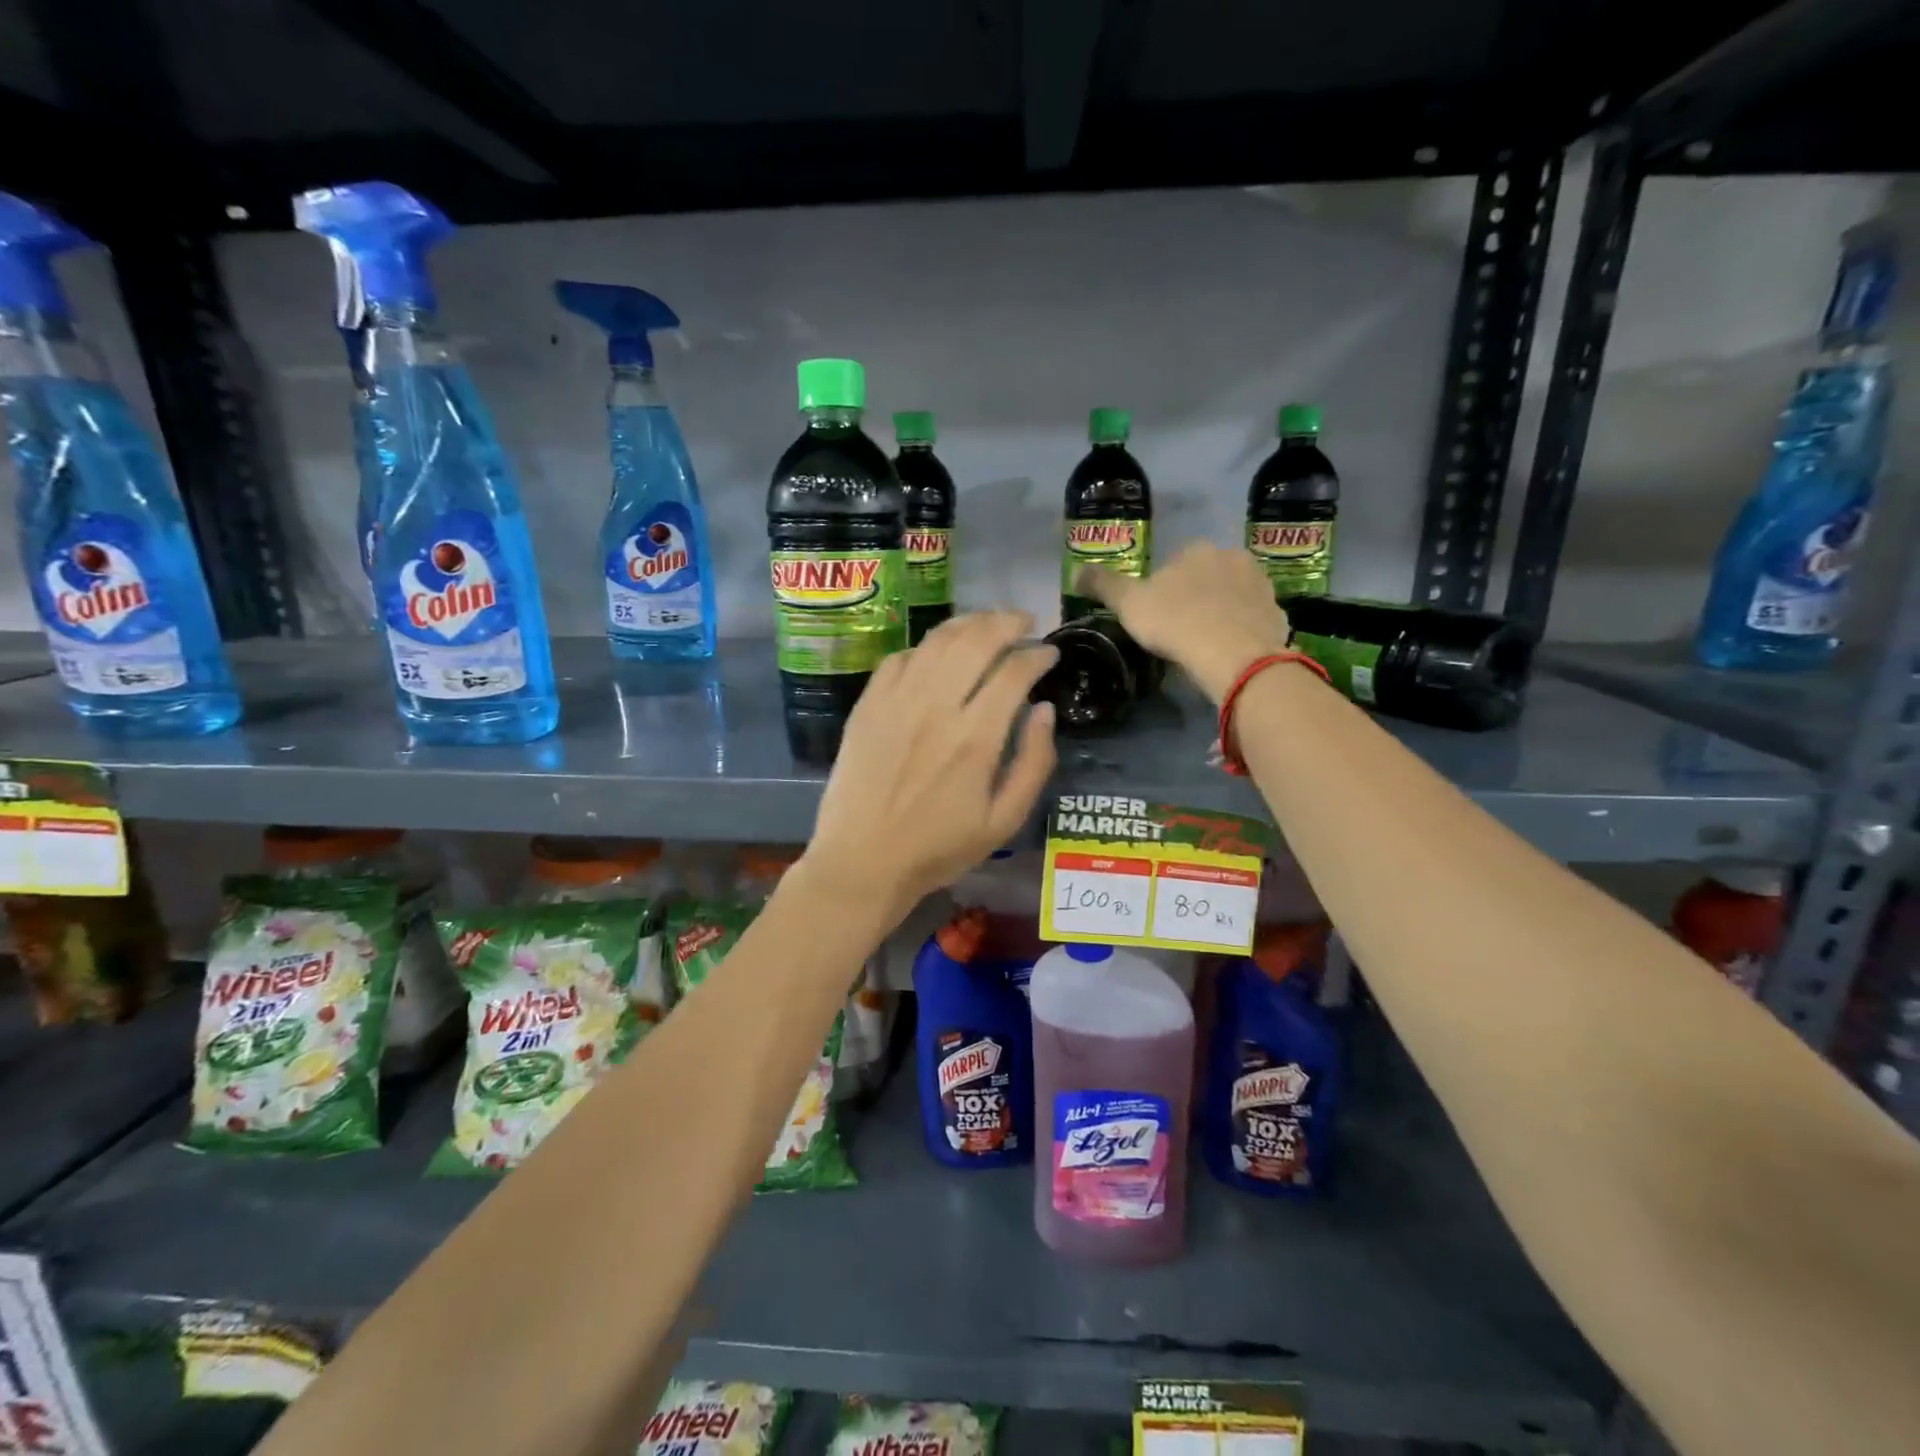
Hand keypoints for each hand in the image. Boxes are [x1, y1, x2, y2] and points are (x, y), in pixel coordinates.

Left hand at [800, 612, 1057, 922]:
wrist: (862, 861)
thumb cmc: (939, 849)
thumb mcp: (1003, 822)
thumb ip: (1034, 763)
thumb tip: (1044, 710)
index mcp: (975, 738)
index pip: (1014, 672)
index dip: (1038, 655)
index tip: (1050, 653)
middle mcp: (936, 707)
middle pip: (976, 640)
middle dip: (1007, 622)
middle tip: (1024, 622)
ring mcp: (896, 701)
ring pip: (937, 641)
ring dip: (969, 623)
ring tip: (988, 624)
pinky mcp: (868, 705)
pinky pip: (900, 657)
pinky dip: (926, 647)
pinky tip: (938, 652)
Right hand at [1076, 543, 1291, 701]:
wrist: (1233, 653)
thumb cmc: (1175, 622)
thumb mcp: (1128, 604)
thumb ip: (1103, 585)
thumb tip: (1076, 571)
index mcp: (1195, 549)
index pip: (1175, 561)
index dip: (1163, 588)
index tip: (1157, 614)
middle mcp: (1232, 556)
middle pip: (1207, 575)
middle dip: (1196, 595)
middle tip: (1180, 629)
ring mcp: (1260, 584)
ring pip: (1232, 595)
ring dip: (1221, 611)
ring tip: (1205, 642)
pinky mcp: (1277, 612)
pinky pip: (1252, 617)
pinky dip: (1241, 629)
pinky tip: (1229, 651)